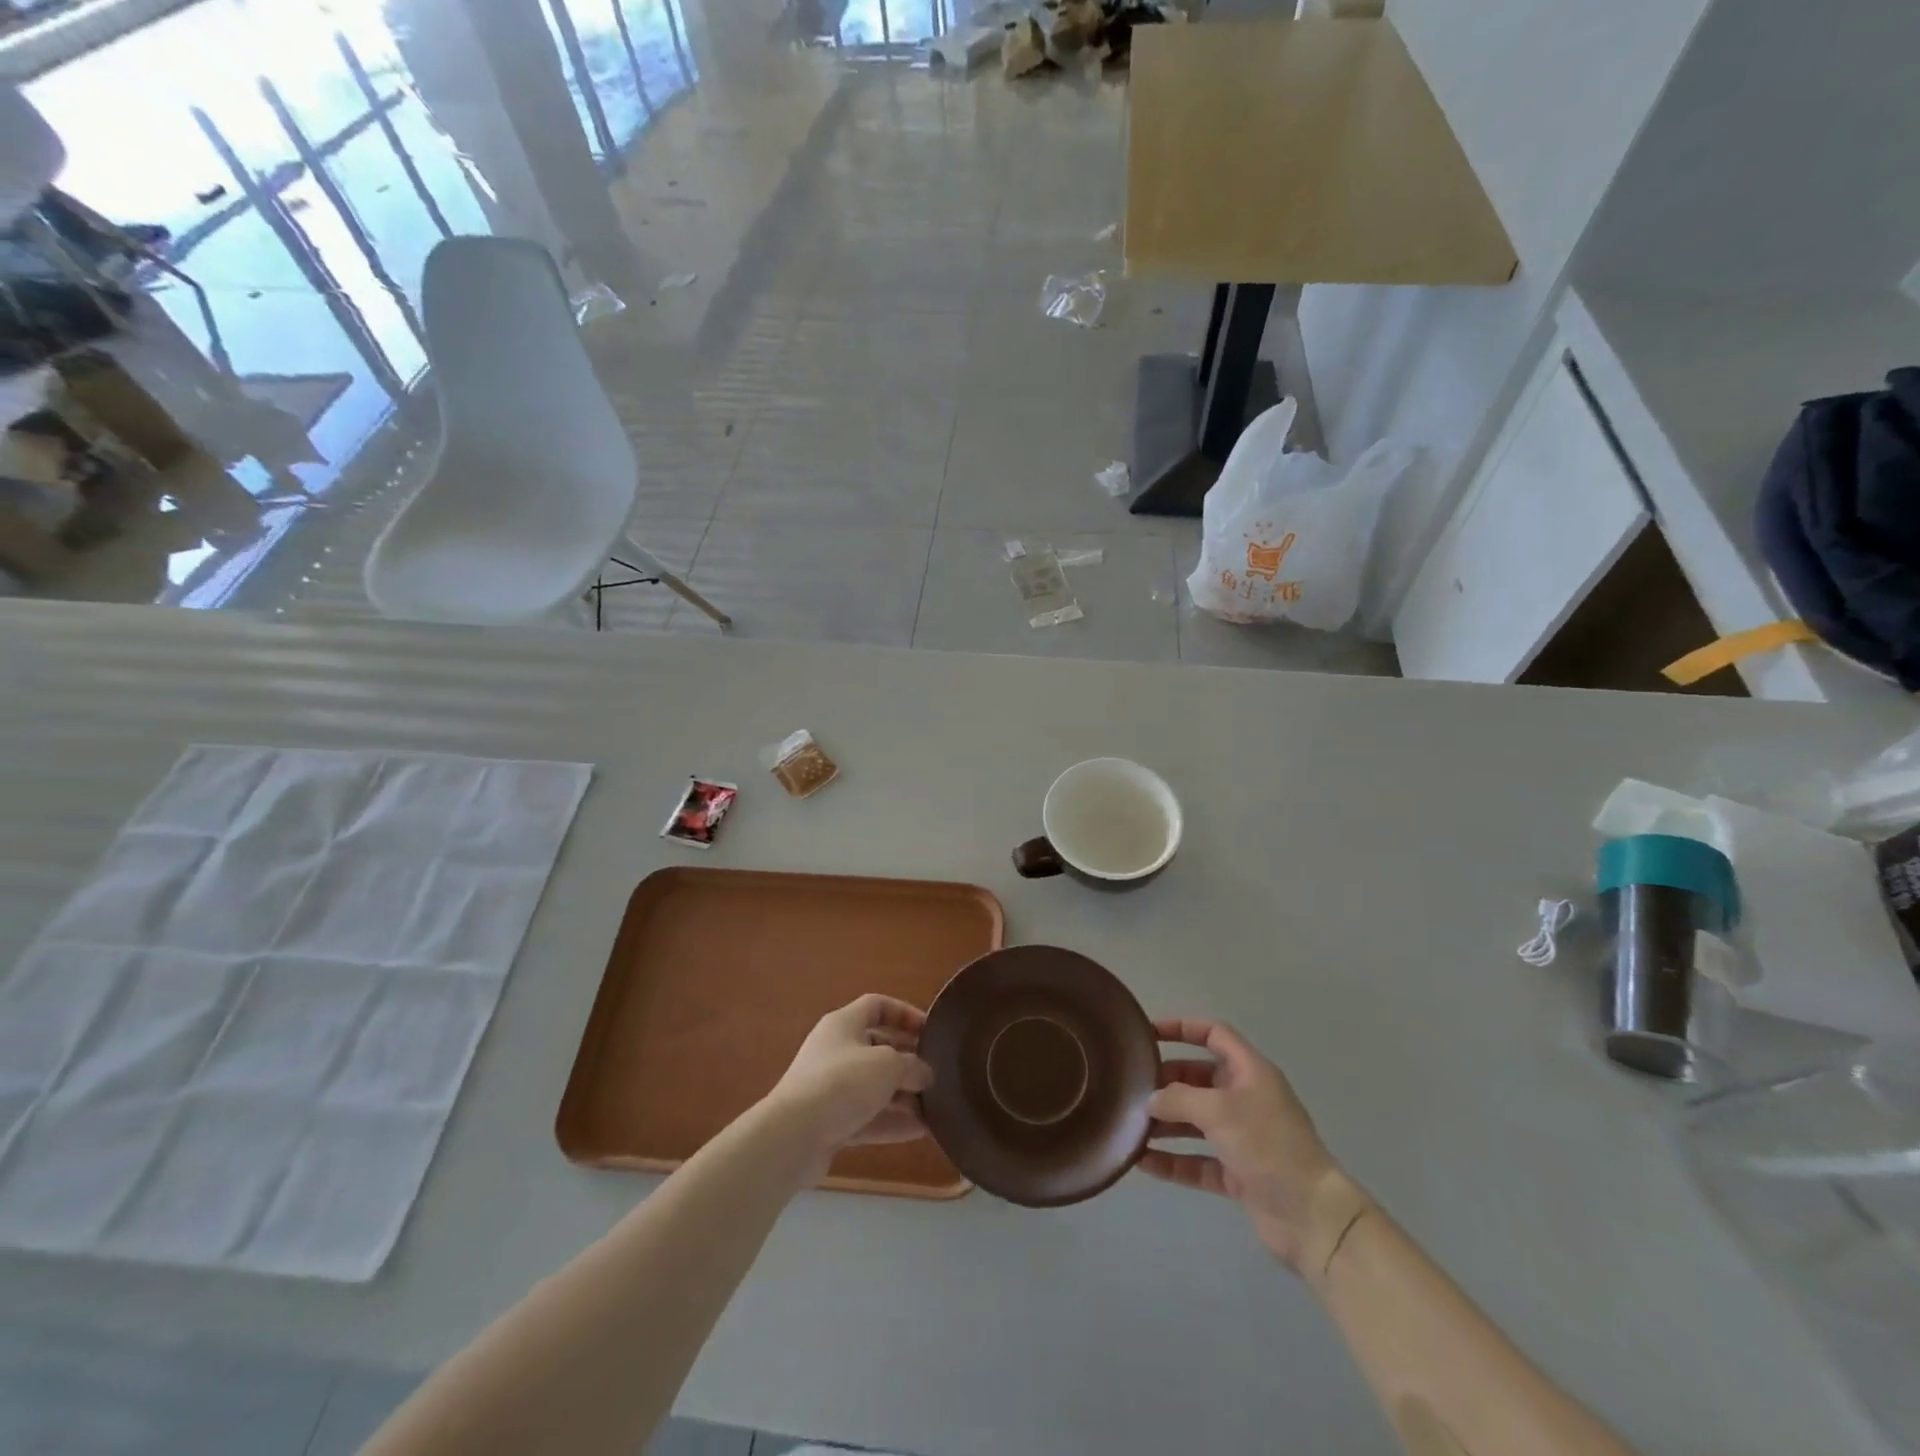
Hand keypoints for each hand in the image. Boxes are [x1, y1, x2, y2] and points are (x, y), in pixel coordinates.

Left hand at [768, 995, 933, 1157]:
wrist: (793, 1136)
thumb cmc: (842, 1082)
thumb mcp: (887, 1065)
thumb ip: (912, 1065)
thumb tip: (925, 1073)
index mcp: (843, 1024)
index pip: (876, 1006)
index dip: (904, 1014)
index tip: (929, 1031)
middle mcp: (836, 1051)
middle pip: (877, 1047)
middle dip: (907, 1060)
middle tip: (936, 1072)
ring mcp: (831, 1088)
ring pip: (874, 1086)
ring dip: (903, 1095)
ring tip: (935, 1106)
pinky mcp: (830, 1122)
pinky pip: (868, 1117)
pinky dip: (892, 1122)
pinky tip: (921, 1131)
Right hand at [1141, 1018, 1361, 1273]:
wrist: (1313, 1217)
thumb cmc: (1268, 1145)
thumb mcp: (1219, 1110)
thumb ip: (1178, 1099)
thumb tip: (1150, 1100)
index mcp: (1250, 1072)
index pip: (1214, 1034)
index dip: (1182, 1028)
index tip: (1148, 1034)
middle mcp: (1245, 1098)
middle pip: (1198, 1079)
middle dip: (1166, 1082)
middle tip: (1132, 1088)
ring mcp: (1242, 1138)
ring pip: (1195, 1121)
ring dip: (1165, 1123)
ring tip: (1130, 1125)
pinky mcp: (1238, 1173)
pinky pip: (1197, 1160)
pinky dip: (1173, 1160)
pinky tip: (1142, 1162)